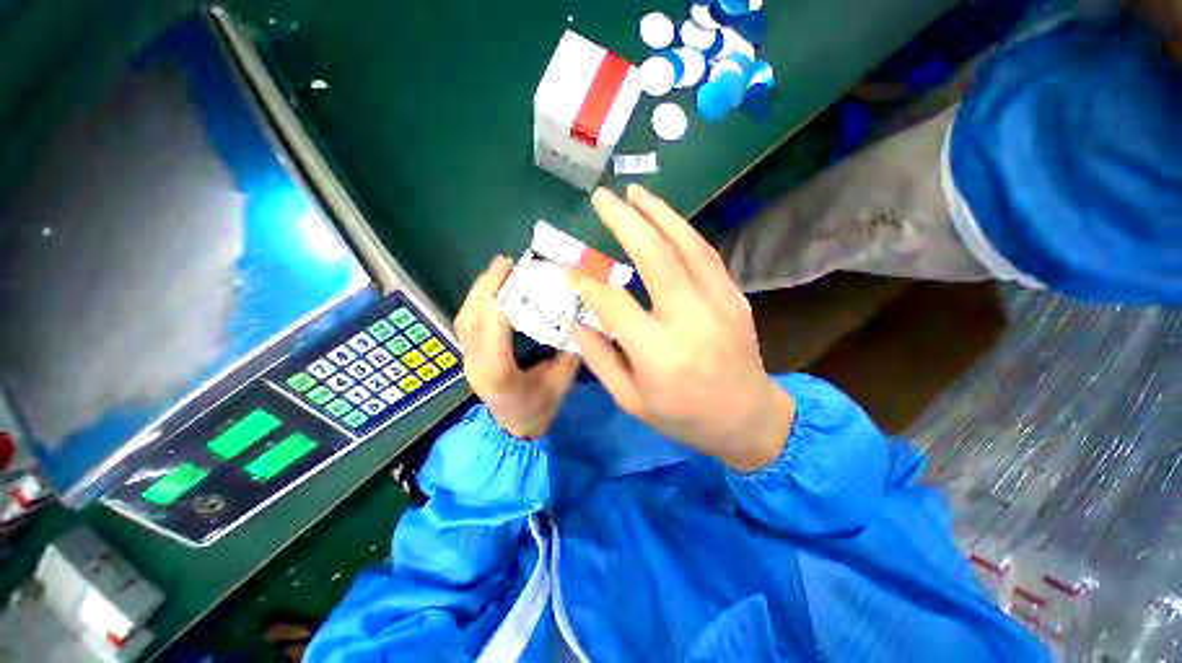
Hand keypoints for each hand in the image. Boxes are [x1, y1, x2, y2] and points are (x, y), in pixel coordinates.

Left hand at [456, 255, 581, 438]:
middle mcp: (476, 365)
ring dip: (479, 291)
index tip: (513, 272)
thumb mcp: (561, 383)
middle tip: (504, 262)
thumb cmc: (538, 410)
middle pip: (471, 319)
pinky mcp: (468, 357)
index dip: (500, 298)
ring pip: (464, 319)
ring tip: (497, 272)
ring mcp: (468, 361)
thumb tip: (577, 318)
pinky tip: (491, 292)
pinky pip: (466, 324)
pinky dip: (477, 303)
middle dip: (486, 286)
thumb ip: (568, 351)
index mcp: (500, 374)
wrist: (513, 432)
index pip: (493, 331)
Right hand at [570, 186, 794, 470]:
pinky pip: (706, 254)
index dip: (586, 282)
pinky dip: (682, 232)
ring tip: (634, 192)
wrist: (748, 418)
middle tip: (602, 198)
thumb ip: (600, 360)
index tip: (569, 268)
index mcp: (658, 353)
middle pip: (654, 256)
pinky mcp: (734, 296)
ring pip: (686, 244)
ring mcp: (718, 303)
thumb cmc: (684, 416)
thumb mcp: (632, 401)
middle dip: (624, 221)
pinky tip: (666, 220)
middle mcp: (689, 319)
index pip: (613, 303)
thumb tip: (574, 322)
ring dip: (658, 213)